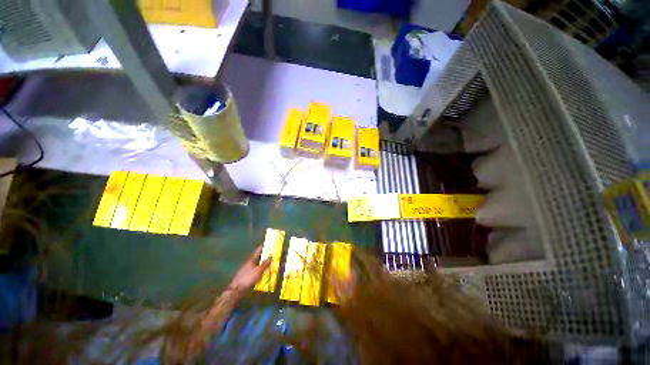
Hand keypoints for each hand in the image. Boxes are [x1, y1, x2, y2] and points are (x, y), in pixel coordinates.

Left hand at [229, 245, 270, 292]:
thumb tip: (271, 255)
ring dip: (263, 261)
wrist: (236, 290)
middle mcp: (250, 262)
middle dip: (265, 253)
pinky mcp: (247, 274)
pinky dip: (261, 268)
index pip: (259, 249)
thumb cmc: (248, 278)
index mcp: (252, 259)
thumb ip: (265, 263)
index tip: (270, 242)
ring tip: (271, 260)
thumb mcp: (258, 270)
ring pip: (257, 262)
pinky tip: (265, 270)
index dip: (264, 246)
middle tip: (273, 252)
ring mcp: (248, 268)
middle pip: (258, 256)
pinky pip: (256, 268)